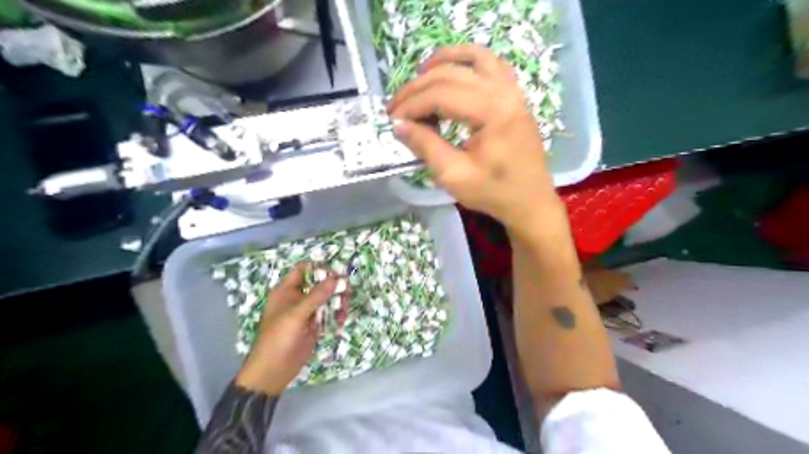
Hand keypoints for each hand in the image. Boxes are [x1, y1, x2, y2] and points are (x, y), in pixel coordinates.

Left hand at [236, 264, 336, 394]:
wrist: (273, 371)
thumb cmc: (278, 338)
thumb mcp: (296, 315)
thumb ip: (316, 296)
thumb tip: (335, 278)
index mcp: (287, 291)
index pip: (304, 270)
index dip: (319, 269)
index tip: (335, 273)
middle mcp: (298, 299)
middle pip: (319, 284)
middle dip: (334, 286)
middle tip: (347, 290)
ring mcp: (307, 312)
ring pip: (327, 299)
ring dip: (338, 301)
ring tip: (345, 308)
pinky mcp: (315, 325)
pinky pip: (329, 314)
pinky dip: (336, 315)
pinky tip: (341, 320)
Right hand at [389, 44, 562, 237]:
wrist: (529, 201)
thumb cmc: (493, 192)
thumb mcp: (454, 176)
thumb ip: (425, 146)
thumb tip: (398, 125)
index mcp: (493, 112)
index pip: (441, 94)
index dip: (411, 105)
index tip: (392, 120)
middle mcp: (505, 91)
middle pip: (452, 73)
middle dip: (418, 87)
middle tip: (396, 107)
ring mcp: (513, 90)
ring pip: (473, 57)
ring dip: (442, 63)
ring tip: (419, 78)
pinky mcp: (514, 95)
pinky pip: (490, 64)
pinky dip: (466, 62)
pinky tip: (451, 74)